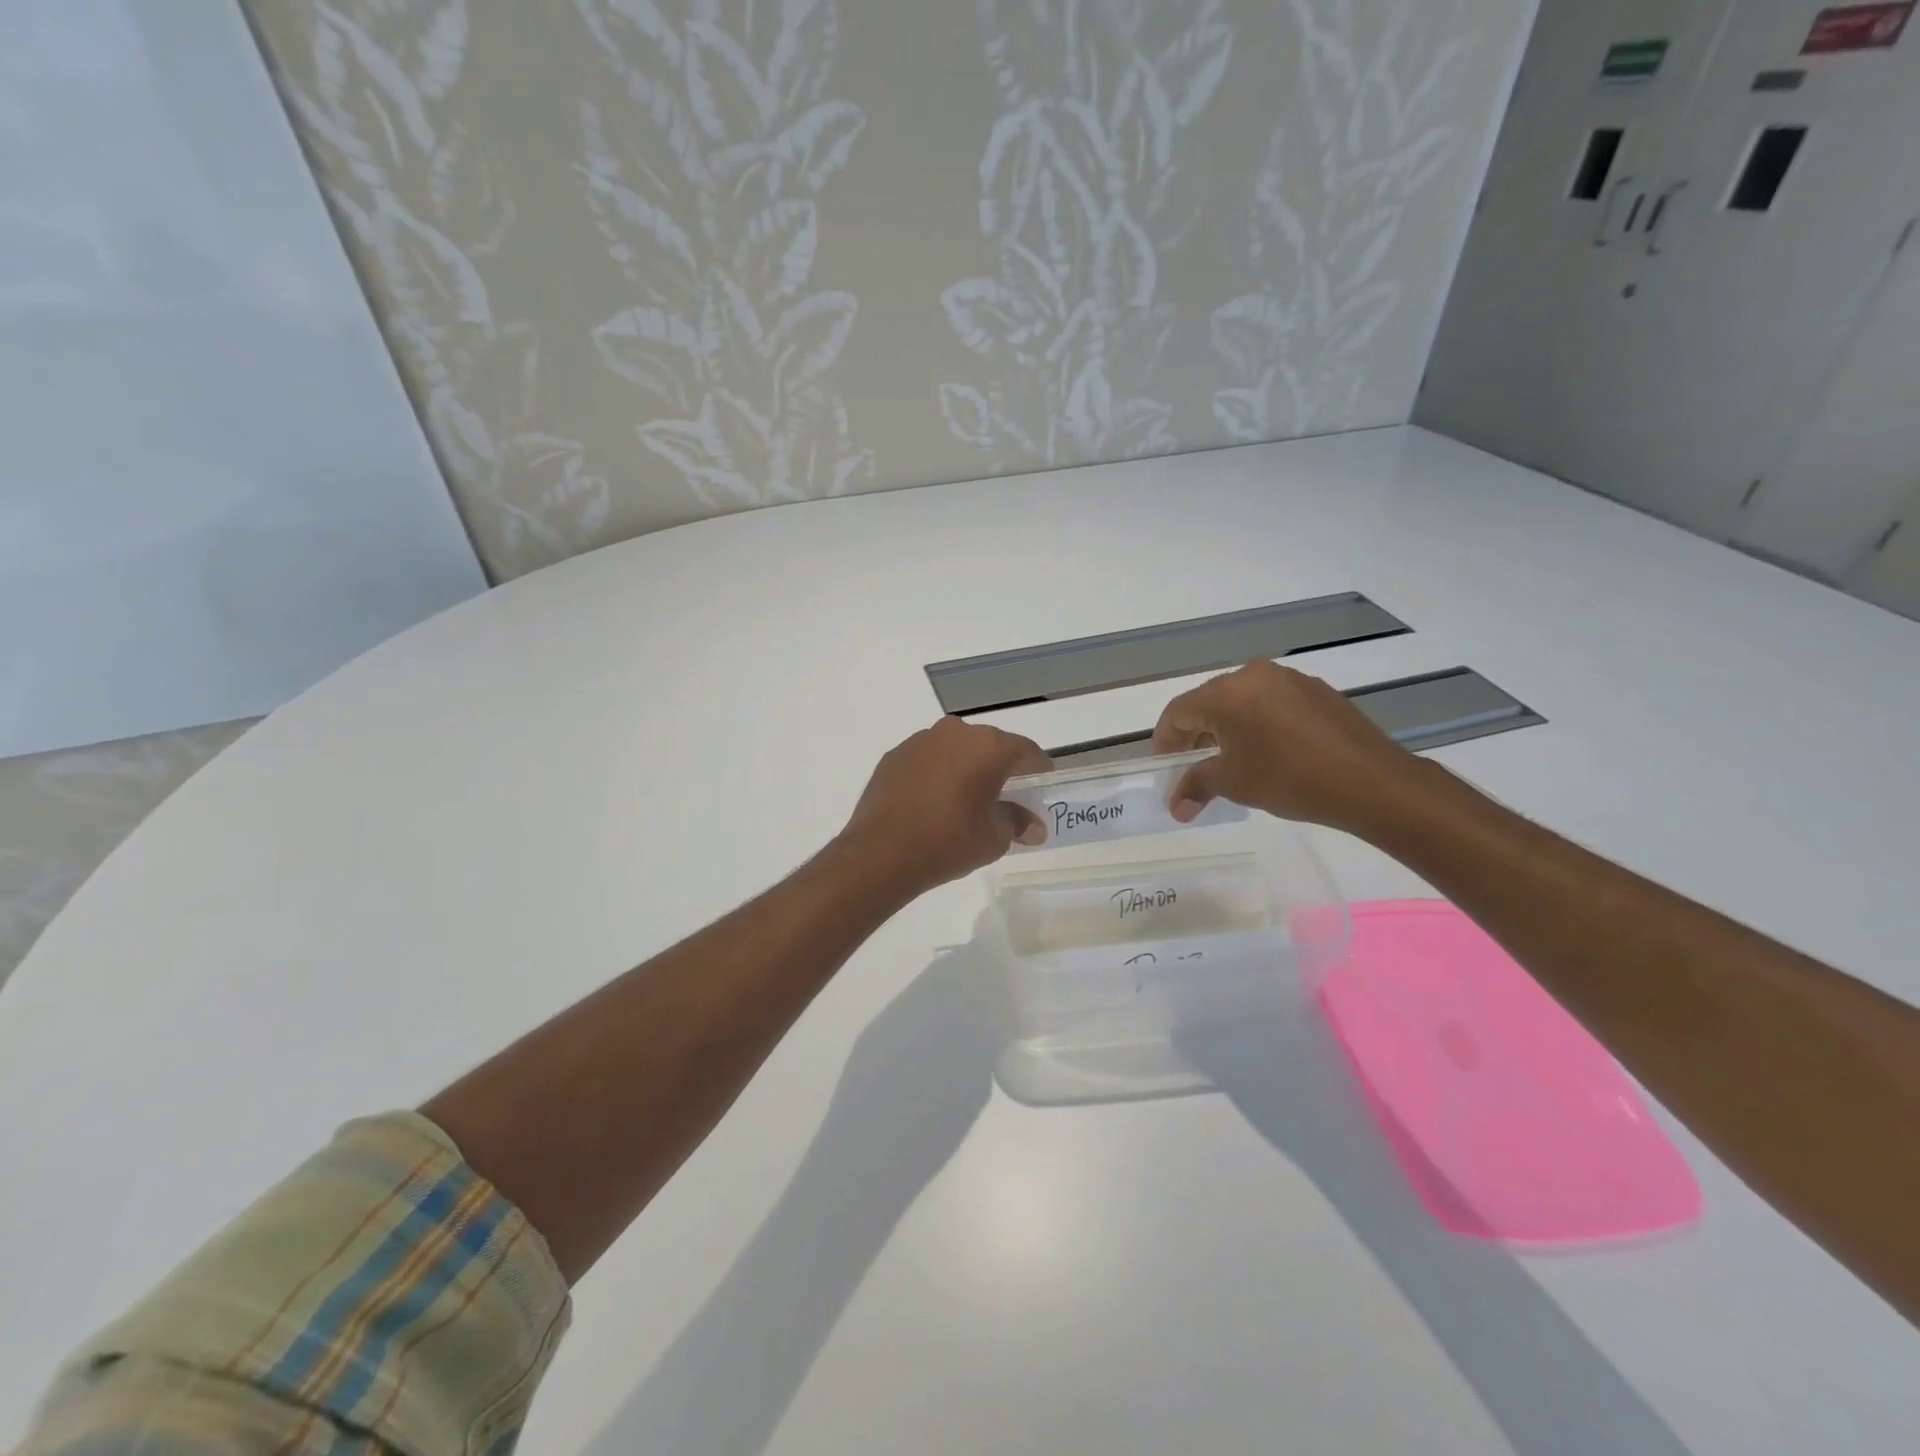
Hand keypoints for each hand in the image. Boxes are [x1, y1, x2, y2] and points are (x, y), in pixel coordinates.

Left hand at [839, 717, 1050, 894]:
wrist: (880, 854)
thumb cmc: (948, 842)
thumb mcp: (994, 839)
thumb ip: (1017, 823)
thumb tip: (1033, 826)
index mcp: (988, 747)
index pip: (1026, 751)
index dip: (1038, 770)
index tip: (1042, 786)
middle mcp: (955, 732)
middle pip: (990, 746)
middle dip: (1000, 768)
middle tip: (1006, 797)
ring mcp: (921, 741)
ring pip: (956, 749)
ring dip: (966, 768)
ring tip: (966, 800)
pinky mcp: (894, 755)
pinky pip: (928, 760)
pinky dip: (937, 774)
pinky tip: (933, 802)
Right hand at [1151, 660, 1429, 833]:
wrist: (1371, 782)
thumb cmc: (1289, 779)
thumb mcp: (1234, 783)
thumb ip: (1196, 786)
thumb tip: (1175, 806)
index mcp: (1226, 692)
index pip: (1178, 712)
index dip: (1165, 740)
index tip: (1165, 766)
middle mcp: (1254, 675)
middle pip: (1209, 702)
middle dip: (1195, 735)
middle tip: (1192, 766)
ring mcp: (1289, 680)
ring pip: (1242, 702)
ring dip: (1228, 729)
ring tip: (1231, 761)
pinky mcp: (1317, 691)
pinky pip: (1272, 703)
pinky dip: (1259, 724)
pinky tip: (1269, 752)